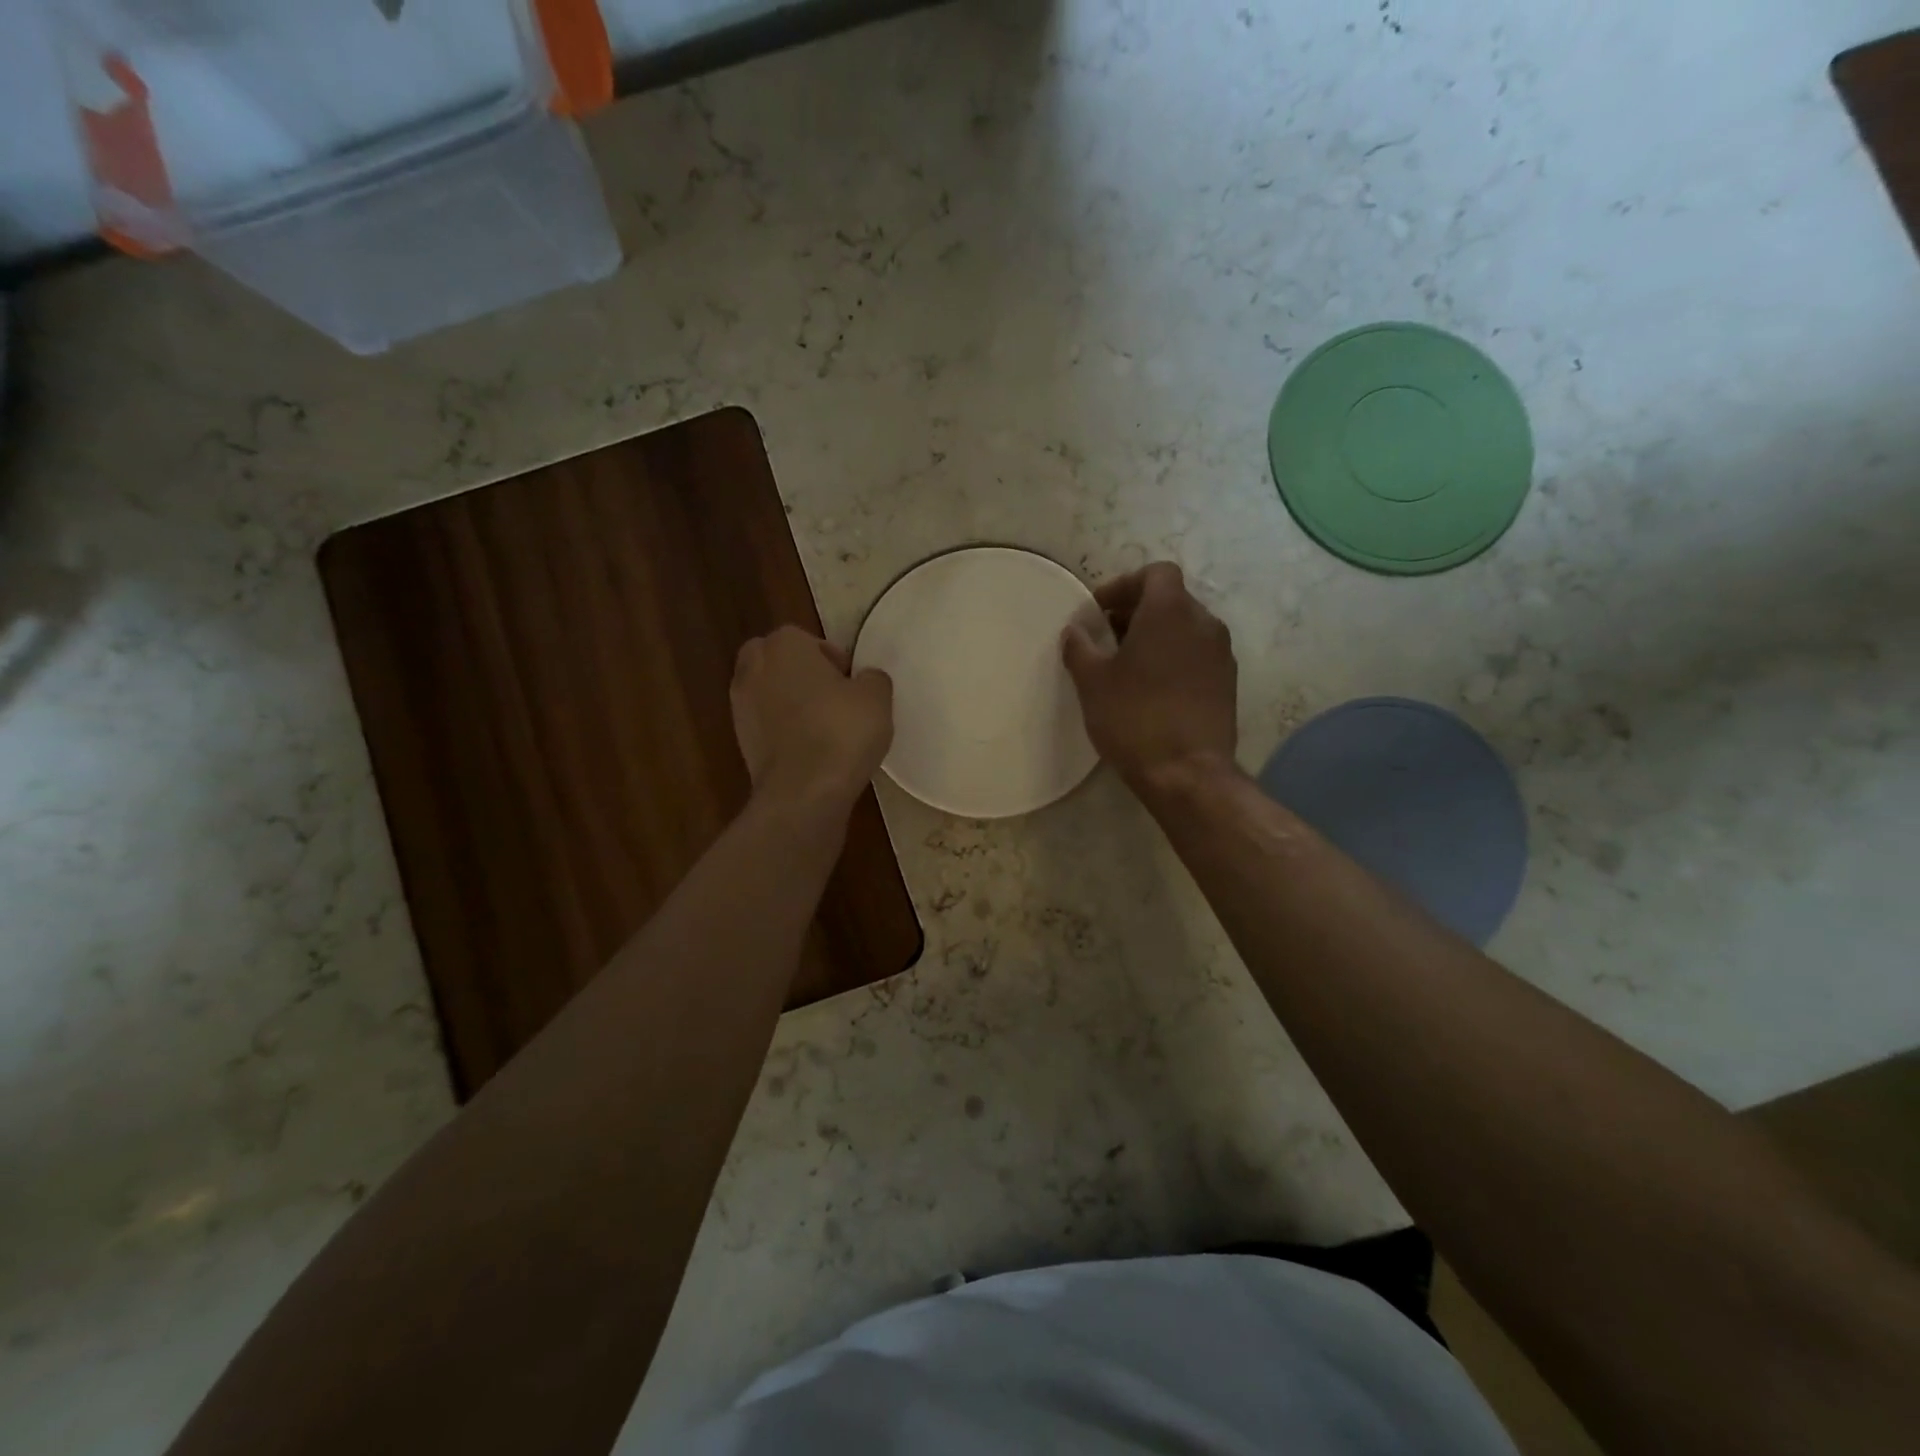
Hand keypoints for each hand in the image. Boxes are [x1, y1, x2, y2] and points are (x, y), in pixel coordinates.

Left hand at [731, 626, 892, 815]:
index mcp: (784, 645)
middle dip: (802, 674)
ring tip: (822, 727)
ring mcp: (740, 705)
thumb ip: (872, 679)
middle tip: (833, 698)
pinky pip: (766, 724)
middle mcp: (754, 667)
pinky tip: (809, 749)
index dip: (833, 660)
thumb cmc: (841, 732)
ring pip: (769, 692)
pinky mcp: (740, 740)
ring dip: (790, 702)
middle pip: (779, 661)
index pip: (808, 640)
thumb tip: (864, 680)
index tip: (852, 684)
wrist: (803, 792)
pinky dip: (782, 730)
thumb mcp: (877, 698)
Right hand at [1061, 562, 1237, 789]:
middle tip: (1107, 638)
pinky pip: (1197, 653)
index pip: (1155, 573)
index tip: (1099, 611)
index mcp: (1170, 611)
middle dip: (1137, 611)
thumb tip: (1075, 630)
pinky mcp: (1228, 682)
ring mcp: (1221, 653)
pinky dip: (1174, 657)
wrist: (1188, 773)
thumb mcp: (1092, 682)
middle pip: (1170, 599)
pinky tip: (1152, 688)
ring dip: (1156, 635)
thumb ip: (1080, 647)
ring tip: (1127, 665)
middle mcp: (1203, 622)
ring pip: (1185, 627)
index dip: (1124, 585)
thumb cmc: (1134, 718)